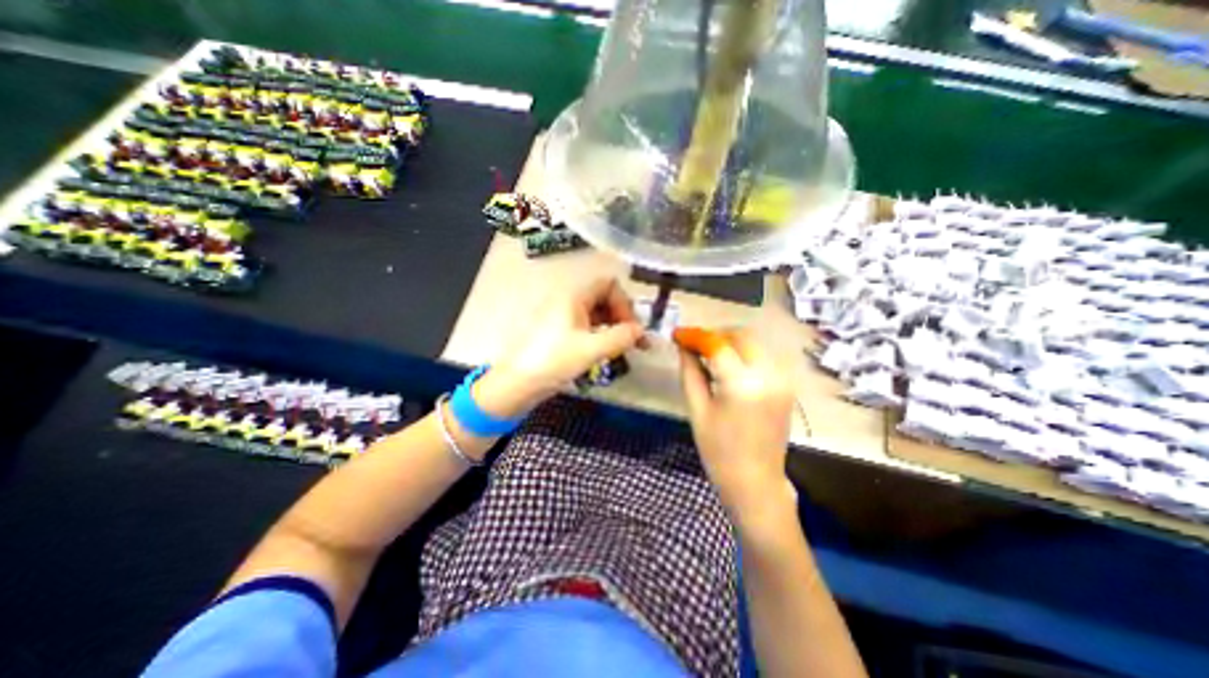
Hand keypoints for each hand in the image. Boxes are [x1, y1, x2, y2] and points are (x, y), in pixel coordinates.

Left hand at [475, 274, 646, 416]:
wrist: (517, 383)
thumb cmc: (553, 361)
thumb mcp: (591, 349)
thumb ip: (621, 337)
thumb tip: (641, 331)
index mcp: (574, 296)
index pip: (609, 285)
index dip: (625, 303)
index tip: (632, 328)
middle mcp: (569, 301)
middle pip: (604, 299)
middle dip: (622, 316)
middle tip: (633, 340)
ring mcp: (563, 316)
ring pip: (597, 314)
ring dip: (614, 327)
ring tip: (624, 348)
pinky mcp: (560, 332)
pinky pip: (587, 326)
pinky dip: (601, 335)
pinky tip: (606, 351)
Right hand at [675, 331, 799, 519]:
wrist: (755, 483)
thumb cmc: (718, 451)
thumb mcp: (697, 409)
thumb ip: (690, 371)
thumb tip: (684, 346)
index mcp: (742, 385)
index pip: (717, 344)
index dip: (695, 335)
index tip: (677, 334)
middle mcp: (769, 375)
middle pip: (741, 335)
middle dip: (714, 334)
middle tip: (693, 344)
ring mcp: (783, 379)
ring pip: (754, 343)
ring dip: (730, 341)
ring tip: (708, 353)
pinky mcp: (787, 385)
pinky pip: (763, 356)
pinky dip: (743, 353)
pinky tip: (728, 365)